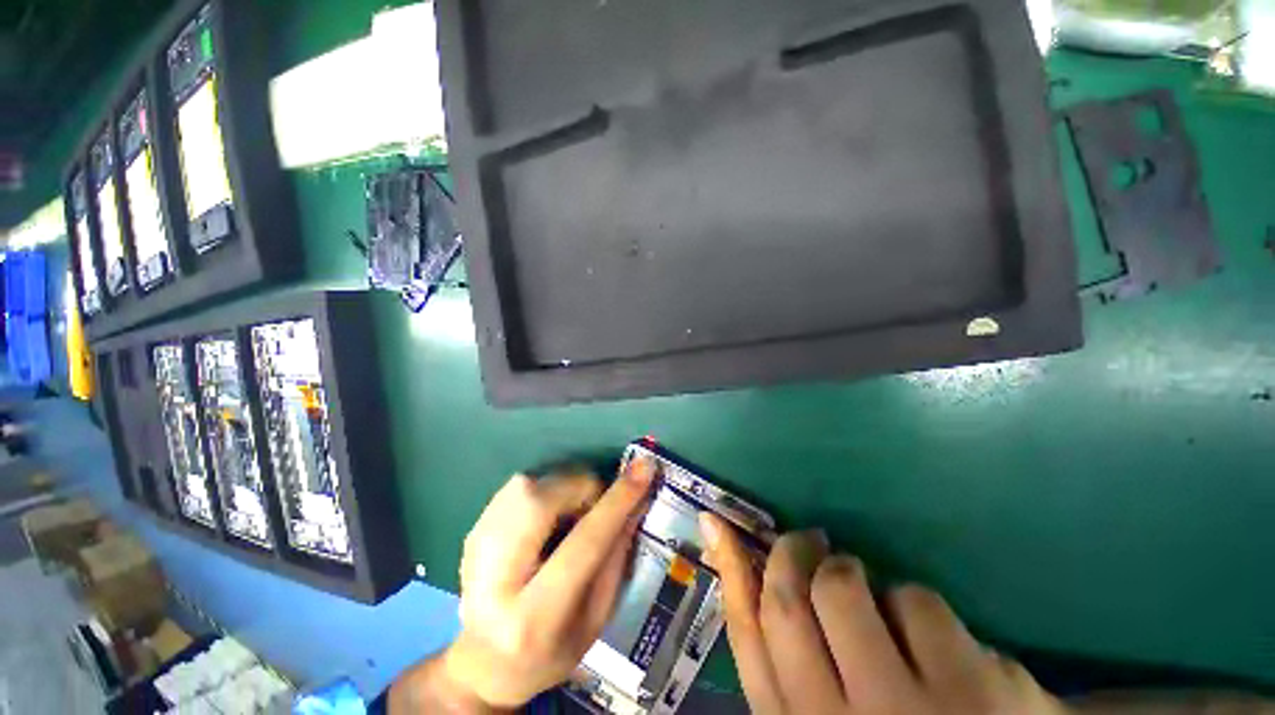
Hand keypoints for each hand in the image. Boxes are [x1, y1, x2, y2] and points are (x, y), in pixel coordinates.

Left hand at [390, 459, 654, 713]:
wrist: (484, 663)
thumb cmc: (550, 652)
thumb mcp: (596, 619)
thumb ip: (616, 558)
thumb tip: (635, 501)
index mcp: (534, 618)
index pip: (583, 545)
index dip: (617, 502)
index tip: (644, 468)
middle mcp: (494, 580)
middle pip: (539, 502)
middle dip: (579, 488)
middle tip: (595, 503)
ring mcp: (474, 551)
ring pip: (524, 486)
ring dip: (562, 488)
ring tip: (570, 513)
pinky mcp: (471, 533)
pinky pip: (515, 488)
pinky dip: (544, 490)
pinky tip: (547, 517)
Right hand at [699, 514, 1068, 714]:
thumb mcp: (831, 714)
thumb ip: (788, 658)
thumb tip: (739, 570)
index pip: (746, 636)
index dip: (729, 569)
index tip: (716, 522)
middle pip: (784, 603)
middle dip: (789, 553)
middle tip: (807, 541)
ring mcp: (902, 711)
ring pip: (840, 588)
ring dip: (851, 572)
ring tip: (872, 592)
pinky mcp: (968, 689)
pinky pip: (913, 602)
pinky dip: (914, 604)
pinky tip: (936, 640)